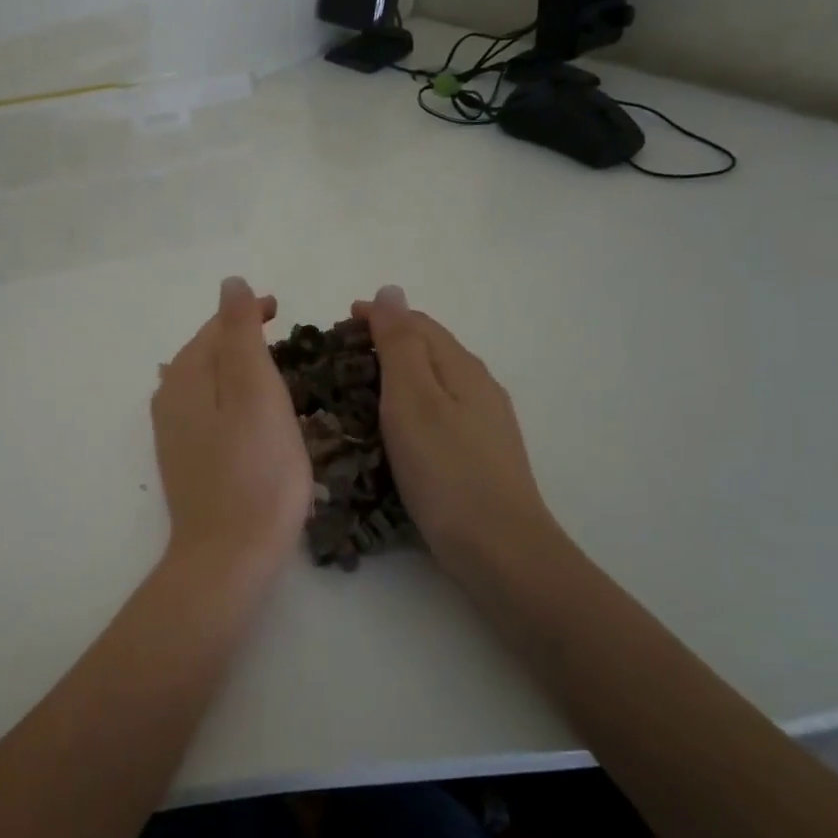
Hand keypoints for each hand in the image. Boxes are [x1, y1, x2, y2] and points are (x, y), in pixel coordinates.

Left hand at [152, 278, 312, 575]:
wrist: (228, 553)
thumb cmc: (255, 469)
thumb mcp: (254, 390)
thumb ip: (240, 333)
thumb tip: (230, 284)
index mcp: (186, 375)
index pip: (216, 326)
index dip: (248, 312)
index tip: (282, 310)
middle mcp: (169, 397)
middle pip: (205, 351)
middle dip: (240, 337)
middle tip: (281, 336)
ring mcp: (173, 432)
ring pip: (204, 381)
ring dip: (233, 367)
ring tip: (268, 369)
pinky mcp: (184, 459)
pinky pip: (205, 410)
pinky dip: (228, 397)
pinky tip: (245, 412)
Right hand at [352, 285, 559, 584]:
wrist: (499, 547)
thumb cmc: (445, 469)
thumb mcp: (413, 398)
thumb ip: (399, 343)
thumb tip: (390, 290)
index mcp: (461, 366)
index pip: (417, 323)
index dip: (378, 316)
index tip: (338, 323)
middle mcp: (478, 386)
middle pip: (429, 349)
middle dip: (385, 343)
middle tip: (340, 358)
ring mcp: (484, 422)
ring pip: (434, 381)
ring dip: (397, 374)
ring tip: (359, 389)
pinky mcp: (479, 454)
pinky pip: (439, 411)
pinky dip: (409, 405)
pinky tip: (395, 428)